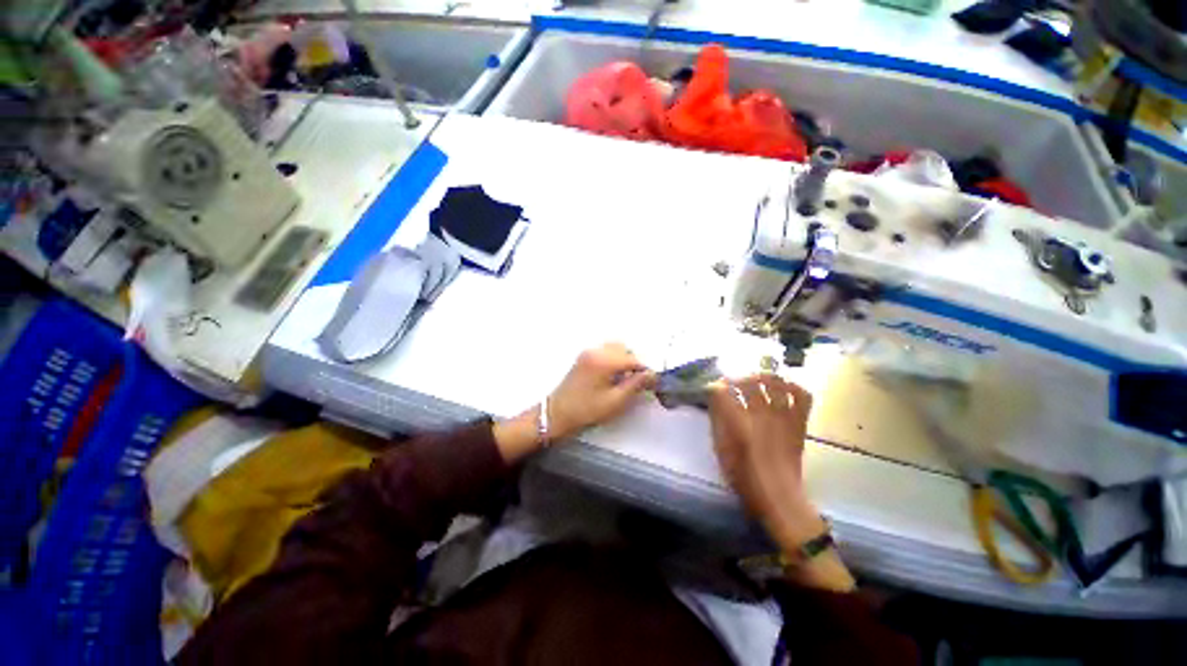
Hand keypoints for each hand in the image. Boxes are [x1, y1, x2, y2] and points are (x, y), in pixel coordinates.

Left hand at [547, 343, 656, 440]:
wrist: (557, 413)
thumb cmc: (587, 410)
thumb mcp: (615, 401)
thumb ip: (635, 385)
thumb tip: (652, 374)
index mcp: (604, 361)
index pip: (633, 359)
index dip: (645, 370)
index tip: (652, 382)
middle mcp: (596, 351)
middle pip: (624, 349)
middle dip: (634, 363)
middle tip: (637, 382)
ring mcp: (588, 352)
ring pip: (615, 348)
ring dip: (624, 360)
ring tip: (624, 380)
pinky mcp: (584, 357)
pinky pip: (605, 351)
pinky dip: (614, 359)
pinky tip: (612, 376)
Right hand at [709, 375, 854, 590]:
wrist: (779, 497)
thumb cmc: (744, 476)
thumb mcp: (721, 449)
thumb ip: (717, 422)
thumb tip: (714, 402)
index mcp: (739, 422)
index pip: (723, 391)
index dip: (716, 386)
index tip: (712, 389)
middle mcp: (761, 414)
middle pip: (749, 382)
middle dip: (737, 379)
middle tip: (732, 384)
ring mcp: (783, 417)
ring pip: (776, 383)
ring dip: (763, 377)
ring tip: (756, 381)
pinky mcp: (799, 423)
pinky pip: (803, 396)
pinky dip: (794, 387)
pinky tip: (783, 389)